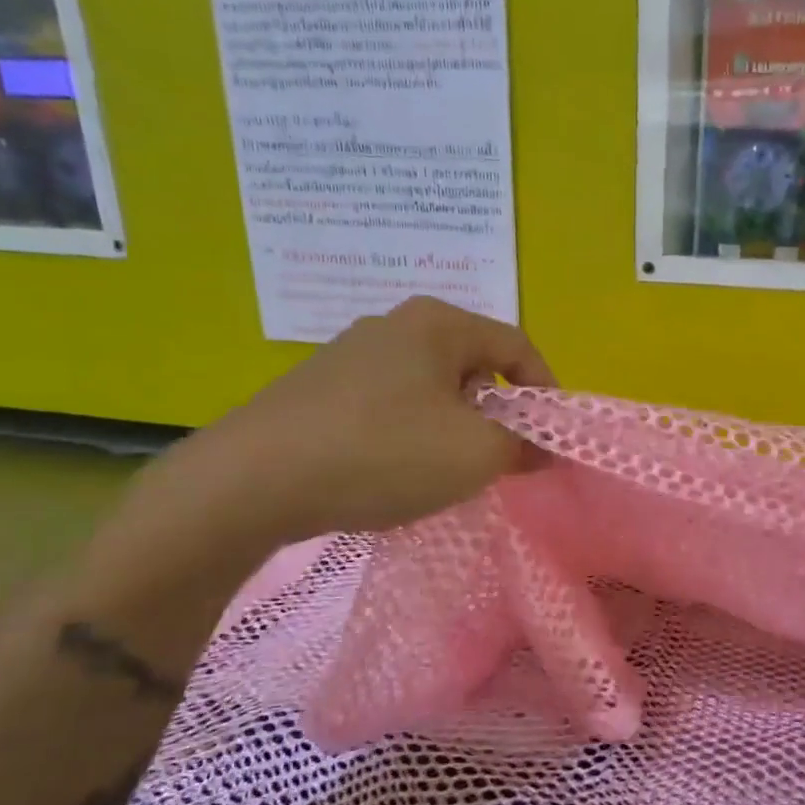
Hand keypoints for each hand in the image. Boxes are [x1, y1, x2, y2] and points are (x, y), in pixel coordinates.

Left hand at [104, 298, 554, 573]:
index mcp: (437, 323)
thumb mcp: (474, 453)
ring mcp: (350, 355)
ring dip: (454, 427)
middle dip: (498, 413)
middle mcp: (393, 325)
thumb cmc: (383, 452)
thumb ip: (523, 446)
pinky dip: (411, 435)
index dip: (546, 391)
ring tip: (448, 471)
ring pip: (431, 389)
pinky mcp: (320, 389)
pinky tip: (395, 472)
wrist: (253, 480)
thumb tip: (542, 448)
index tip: (551, 438)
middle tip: (501, 459)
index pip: (517, 345)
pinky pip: (391, 406)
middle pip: (473, 365)